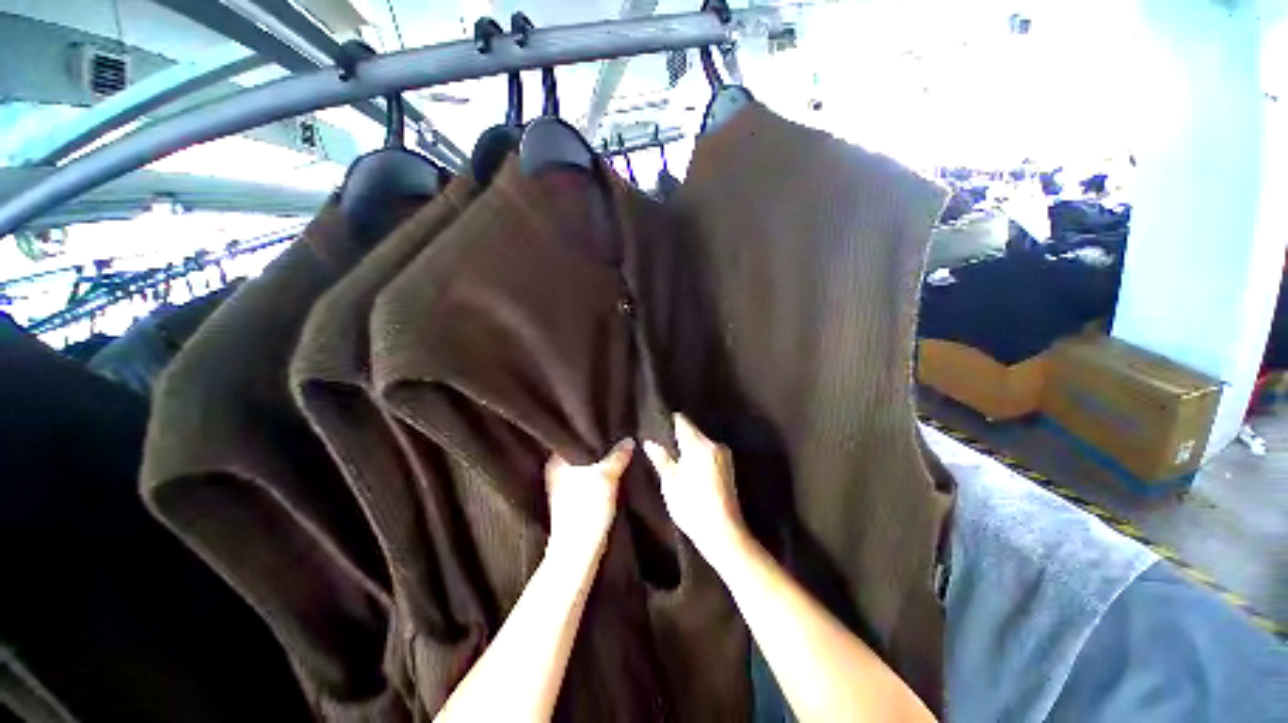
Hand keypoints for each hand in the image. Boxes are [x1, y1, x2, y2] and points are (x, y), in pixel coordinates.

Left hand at [544, 440, 633, 559]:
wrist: (578, 549)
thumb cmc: (586, 508)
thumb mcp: (606, 476)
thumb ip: (618, 456)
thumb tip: (628, 441)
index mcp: (556, 460)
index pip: (574, 437)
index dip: (591, 431)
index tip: (608, 425)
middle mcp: (556, 470)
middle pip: (581, 452)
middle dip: (598, 447)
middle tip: (618, 437)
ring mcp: (564, 486)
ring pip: (586, 466)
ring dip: (600, 462)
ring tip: (618, 451)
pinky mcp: (573, 499)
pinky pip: (588, 478)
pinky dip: (599, 475)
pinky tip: (613, 472)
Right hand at [643, 414, 744, 560]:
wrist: (724, 532)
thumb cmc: (692, 507)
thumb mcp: (670, 483)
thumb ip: (661, 458)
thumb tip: (649, 442)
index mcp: (698, 444)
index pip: (681, 420)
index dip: (666, 422)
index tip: (655, 429)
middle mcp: (713, 443)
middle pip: (691, 430)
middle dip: (676, 436)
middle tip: (660, 448)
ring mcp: (724, 454)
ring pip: (699, 441)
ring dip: (687, 447)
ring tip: (672, 460)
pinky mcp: (728, 465)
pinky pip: (707, 451)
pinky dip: (697, 455)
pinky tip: (688, 469)